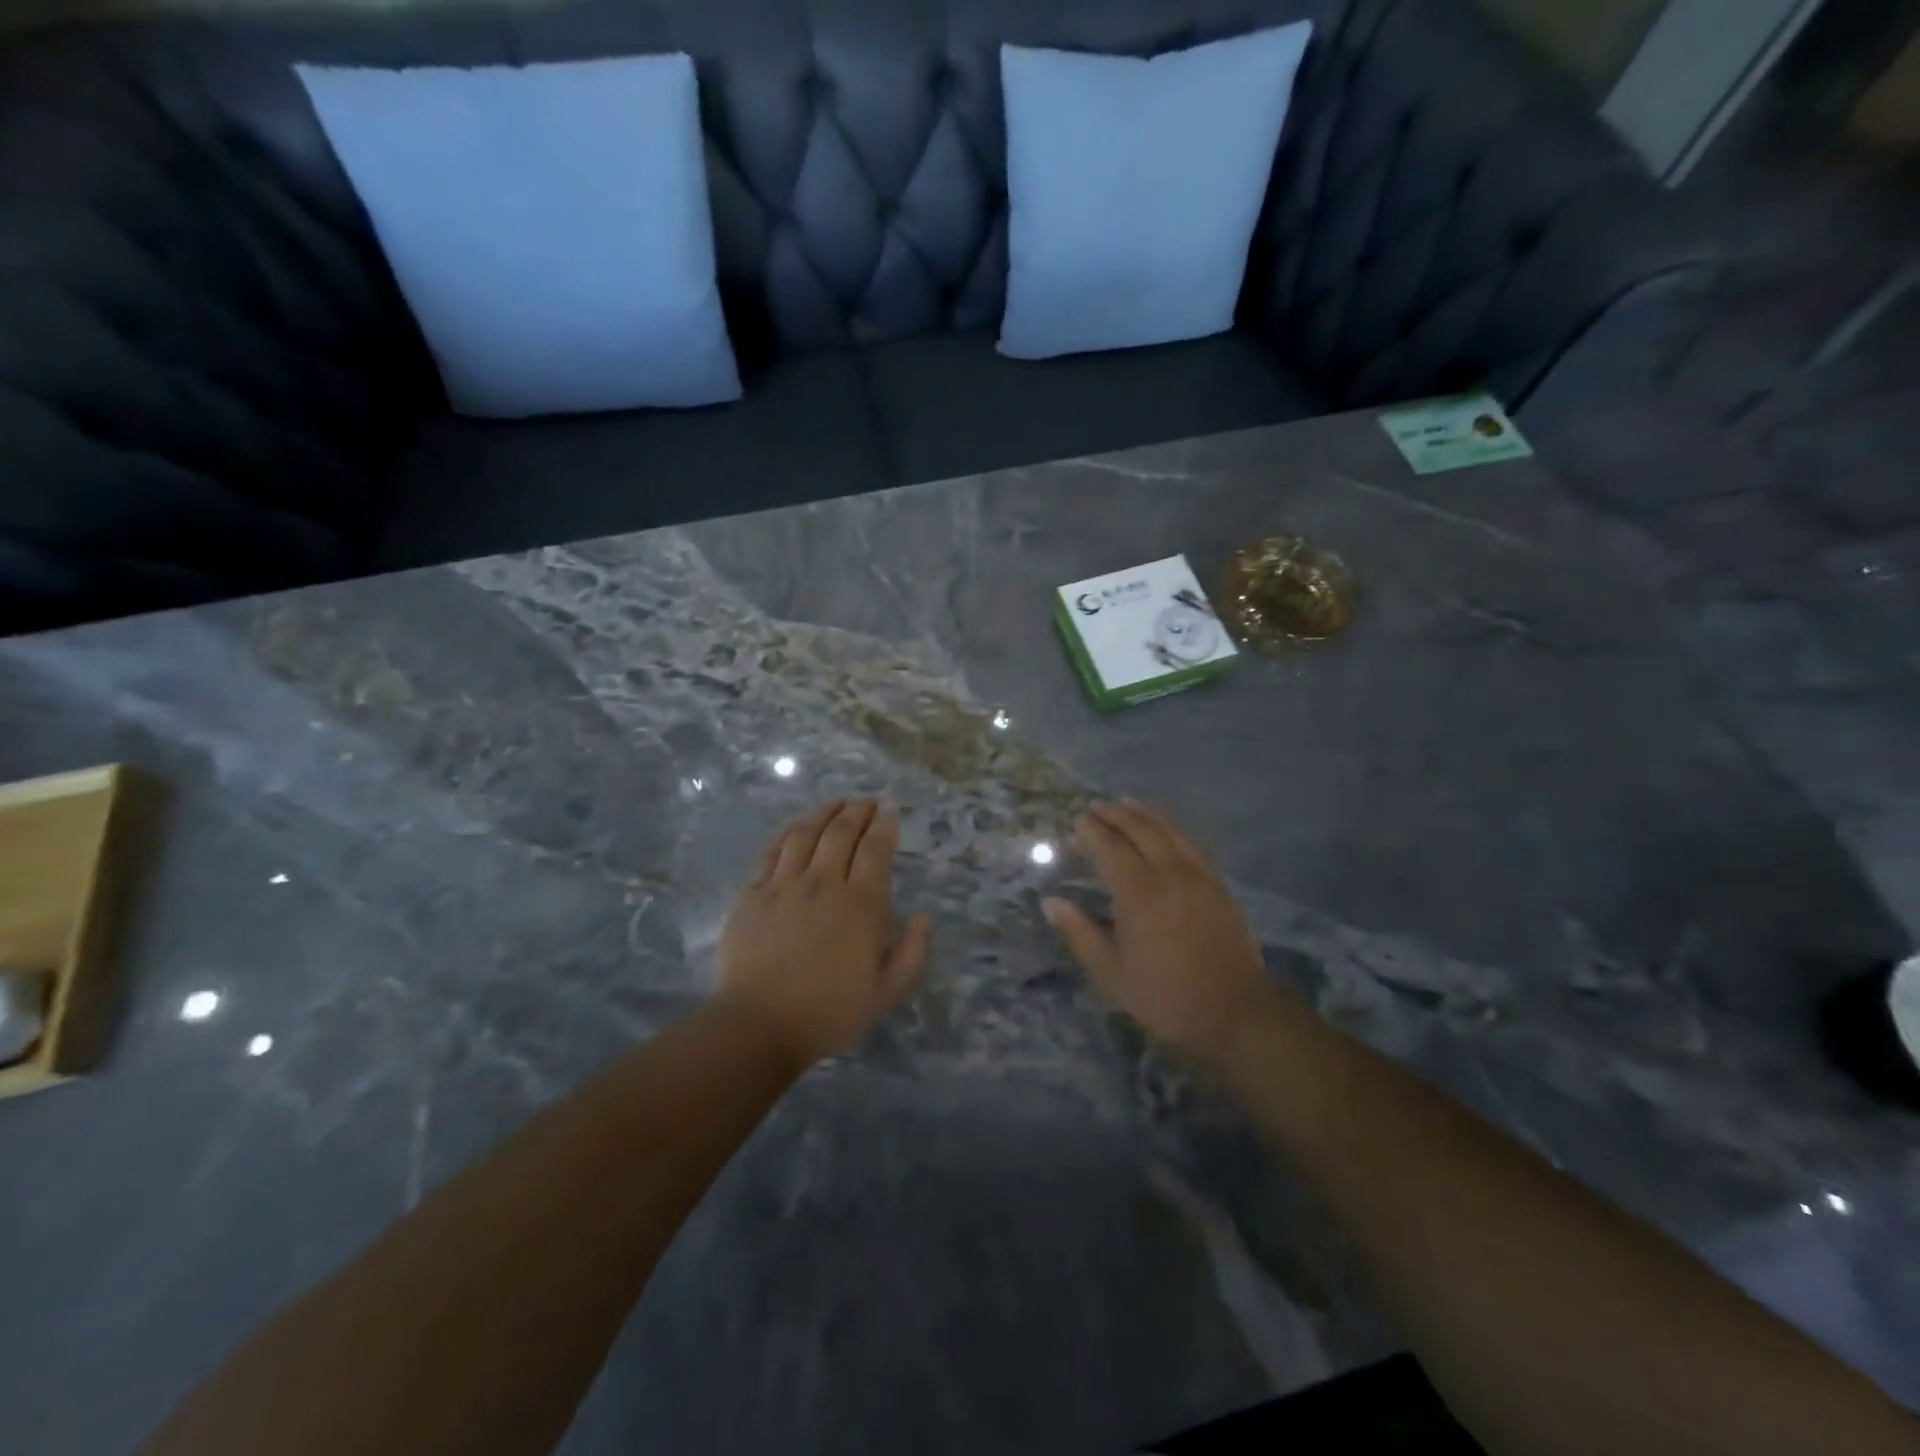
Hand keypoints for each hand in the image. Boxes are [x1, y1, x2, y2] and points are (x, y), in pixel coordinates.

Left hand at [715, 799, 931, 1066]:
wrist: (759, 1026)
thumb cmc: (829, 1013)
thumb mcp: (886, 993)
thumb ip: (912, 953)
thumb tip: (924, 917)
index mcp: (861, 905)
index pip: (875, 849)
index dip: (884, 825)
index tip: (889, 812)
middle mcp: (824, 884)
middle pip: (841, 833)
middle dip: (858, 811)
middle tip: (867, 802)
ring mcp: (784, 885)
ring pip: (806, 834)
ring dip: (824, 813)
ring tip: (836, 804)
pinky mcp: (752, 894)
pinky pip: (773, 851)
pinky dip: (789, 832)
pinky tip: (797, 826)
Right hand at [1043, 802, 1275, 1059]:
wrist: (1236, 1010)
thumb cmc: (1165, 995)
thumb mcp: (1111, 973)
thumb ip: (1080, 933)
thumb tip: (1051, 903)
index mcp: (1138, 891)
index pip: (1110, 848)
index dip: (1092, 831)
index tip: (1078, 821)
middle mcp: (1169, 872)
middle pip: (1141, 829)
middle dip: (1116, 814)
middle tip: (1097, 807)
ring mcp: (1198, 875)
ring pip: (1170, 830)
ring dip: (1145, 814)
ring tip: (1128, 804)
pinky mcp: (1218, 884)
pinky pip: (1192, 843)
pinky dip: (1173, 828)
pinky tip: (1167, 829)